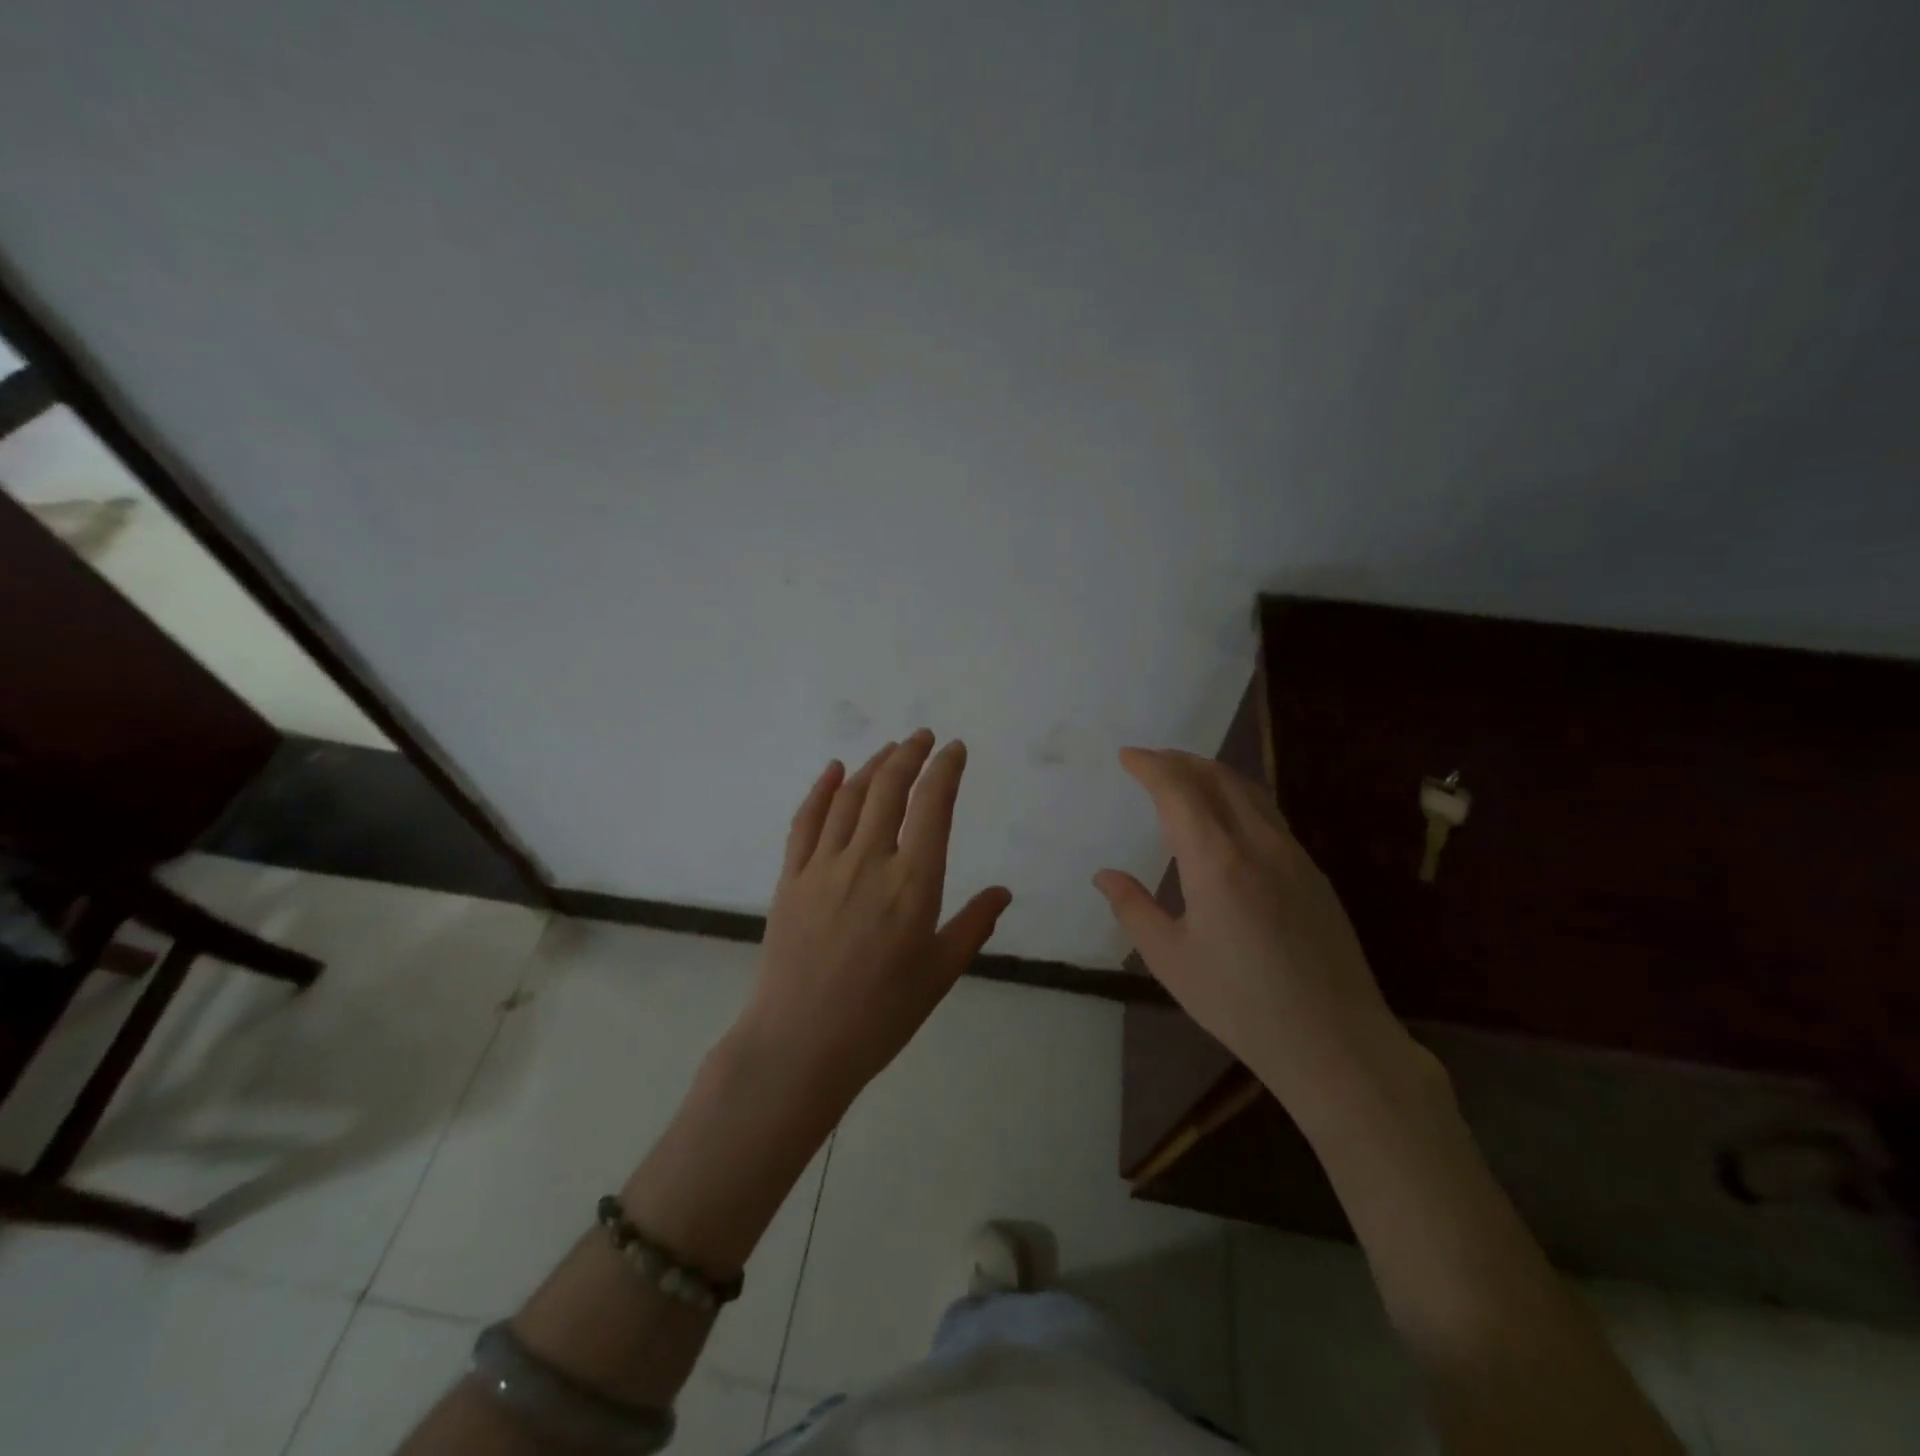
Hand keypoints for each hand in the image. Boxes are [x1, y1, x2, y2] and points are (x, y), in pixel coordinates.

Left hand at [731, 729, 1011, 1113]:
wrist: (799, 1045)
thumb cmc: (880, 1015)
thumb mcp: (939, 974)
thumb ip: (973, 925)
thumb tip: (1002, 892)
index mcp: (913, 884)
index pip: (933, 807)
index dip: (945, 770)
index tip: (955, 750)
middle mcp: (869, 861)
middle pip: (889, 788)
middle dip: (910, 754)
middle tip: (923, 737)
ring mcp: (824, 866)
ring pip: (850, 797)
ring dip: (872, 765)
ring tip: (890, 750)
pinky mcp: (790, 878)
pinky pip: (806, 821)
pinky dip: (821, 789)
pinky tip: (833, 770)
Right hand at [1094, 748, 1429, 1123]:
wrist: (1334, 1041)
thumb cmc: (1240, 1003)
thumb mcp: (1171, 960)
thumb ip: (1134, 909)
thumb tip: (1105, 876)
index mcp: (1216, 862)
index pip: (1179, 791)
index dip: (1151, 766)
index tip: (1127, 756)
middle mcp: (1258, 844)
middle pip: (1218, 777)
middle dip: (1180, 760)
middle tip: (1150, 760)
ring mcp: (1292, 855)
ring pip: (1249, 791)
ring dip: (1211, 773)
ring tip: (1184, 776)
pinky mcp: (1313, 873)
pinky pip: (1269, 814)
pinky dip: (1237, 796)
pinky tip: (1227, 817)